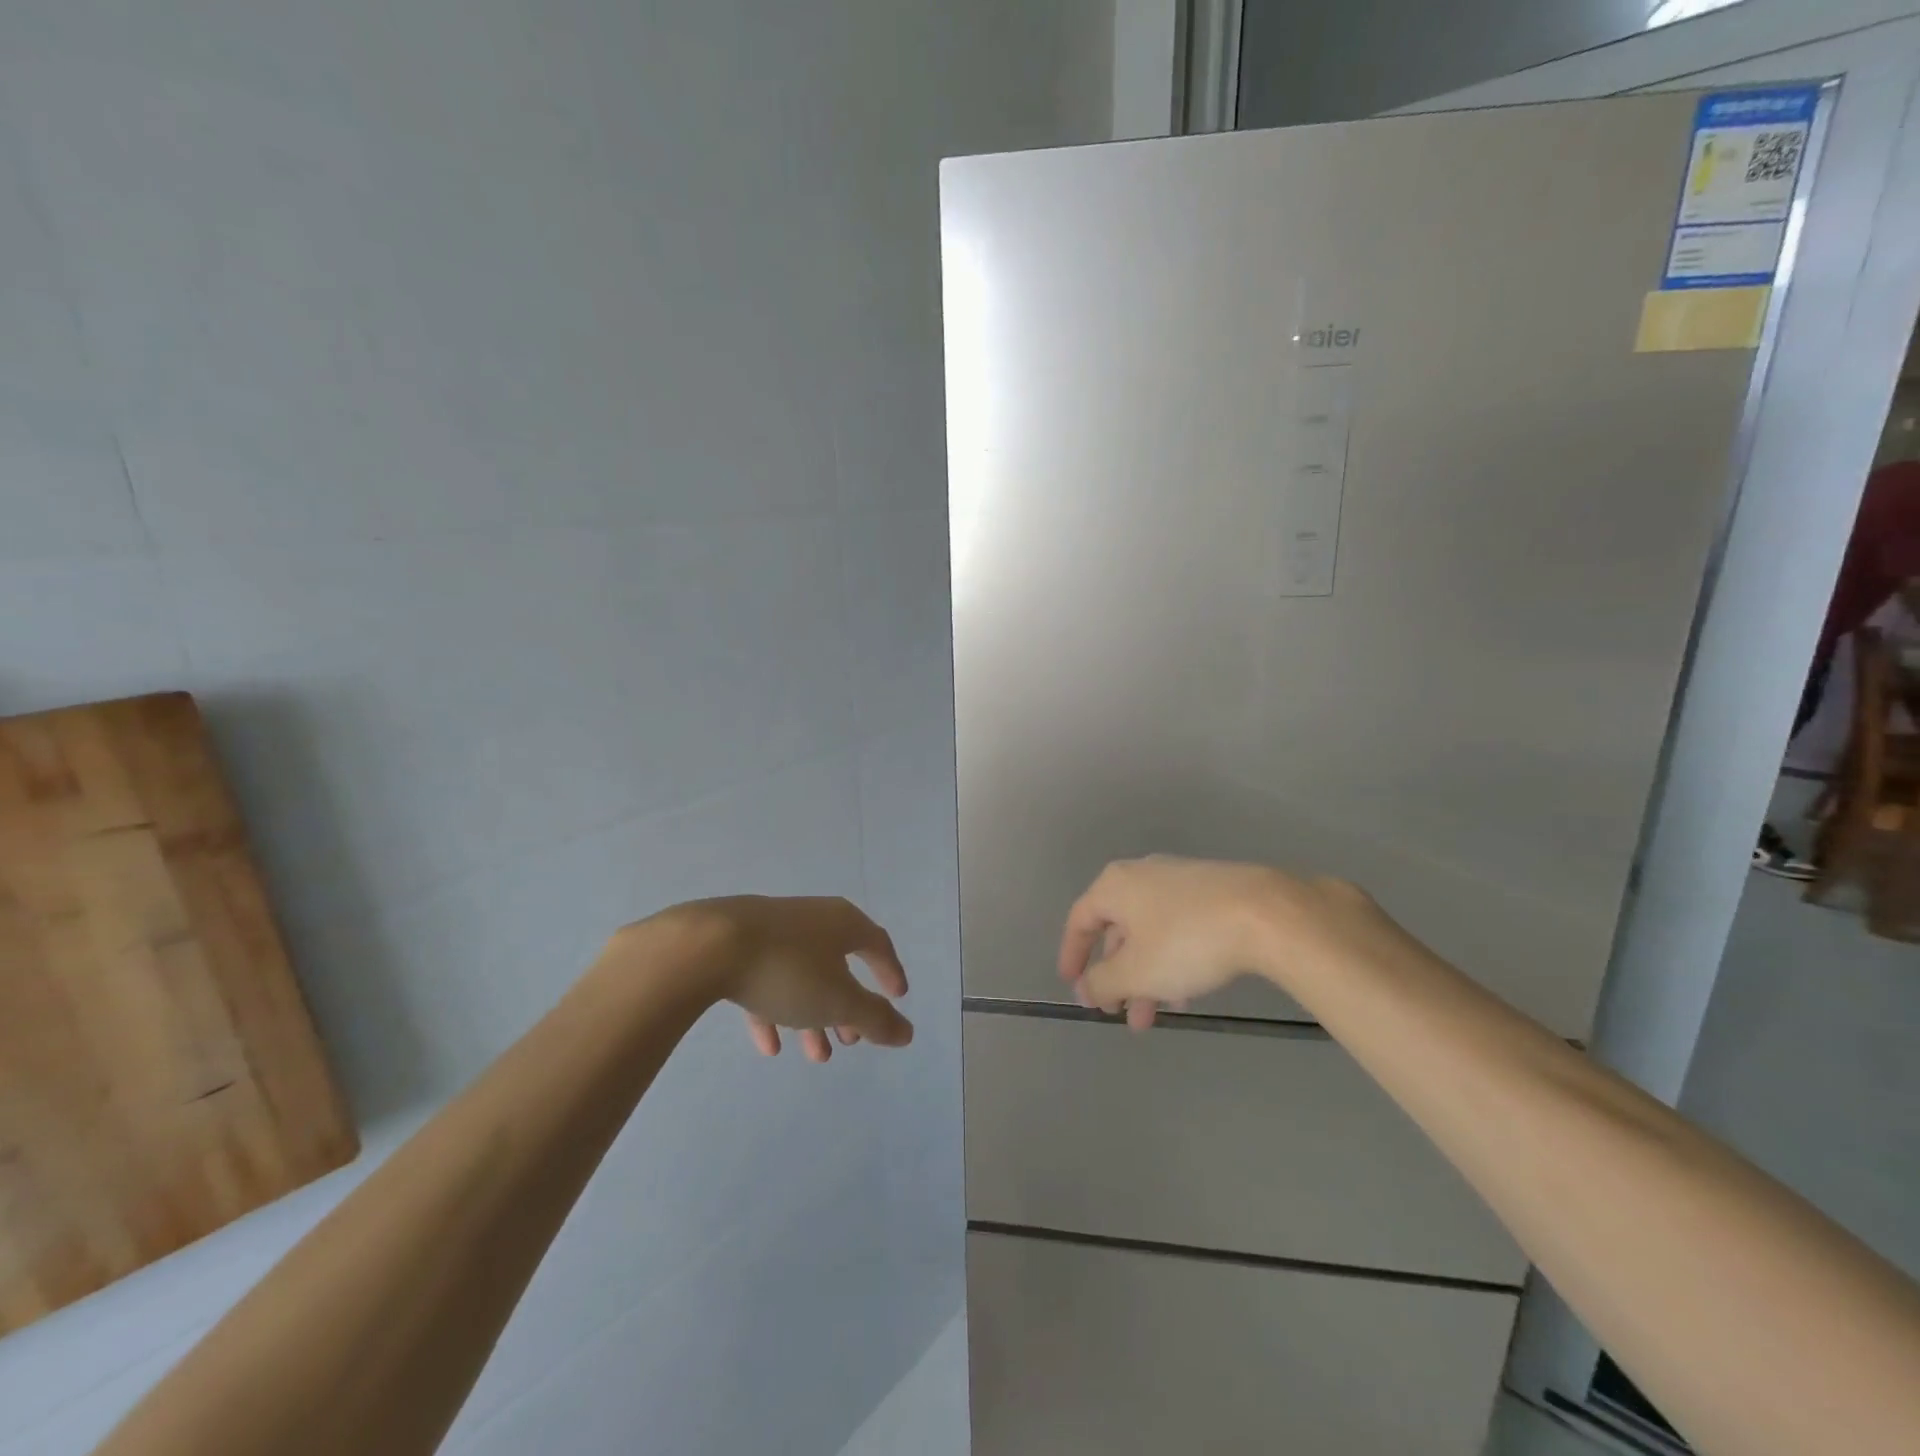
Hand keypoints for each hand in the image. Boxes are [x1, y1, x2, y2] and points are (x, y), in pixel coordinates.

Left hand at [662, 895, 912, 1062]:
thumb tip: (908, 1032)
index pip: (877, 944)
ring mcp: (773, 930)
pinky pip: (766, 980)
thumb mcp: (839, 1002)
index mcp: (842, 923)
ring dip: (812, 1016)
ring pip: (802, 976)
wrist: (708, 946)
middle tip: (851, 1040)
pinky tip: (769, 1045)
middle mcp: (812, 919)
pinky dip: (774, 1010)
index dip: (890, 972)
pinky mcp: (738, 945)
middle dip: (847, 1007)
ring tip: (816, 1055)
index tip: (898, 997)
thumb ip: (875, 1019)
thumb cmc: (788, 970)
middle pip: (838, 964)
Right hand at [1058, 855, 1389, 1028]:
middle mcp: (1143, 875)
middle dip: (1117, 976)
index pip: (1080, 920)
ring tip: (1156, 1015)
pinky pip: (1178, 927)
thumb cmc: (1186, 941)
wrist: (1267, 914)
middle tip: (1121, 1013)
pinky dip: (1172, 959)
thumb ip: (1102, 983)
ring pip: (1150, 932)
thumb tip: (1085, 989)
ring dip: (1146, 975)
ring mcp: (1180, 880)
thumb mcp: (1136, 972)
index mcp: (1115, 886)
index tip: (1074, 987)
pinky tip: (1189, 991)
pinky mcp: (1213, 890)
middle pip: (1118, 929)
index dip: (1073, 955)